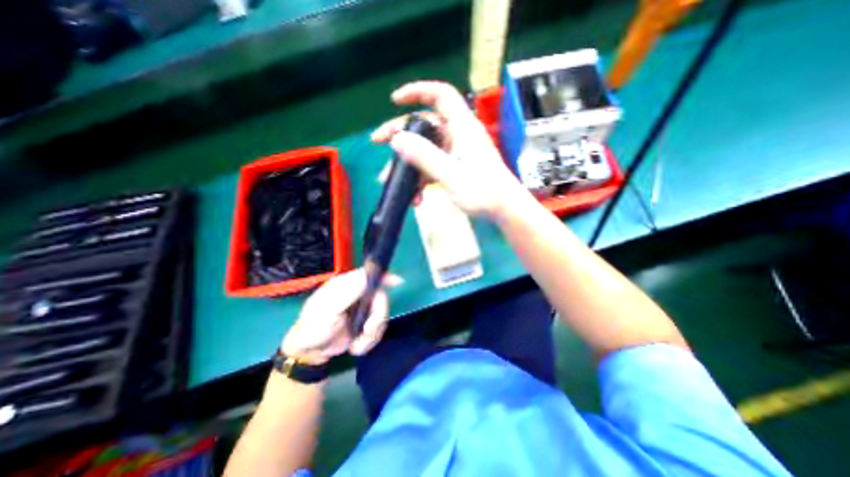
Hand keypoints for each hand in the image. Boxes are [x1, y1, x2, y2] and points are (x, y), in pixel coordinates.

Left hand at [280, 269, 398, 364]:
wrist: (309, 353)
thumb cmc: (314, 327)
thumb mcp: (328, 309)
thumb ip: (348, 293)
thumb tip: (367, 276)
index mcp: (347, 285)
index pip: (369, 274)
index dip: (385, 276)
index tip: (398, 282)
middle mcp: (358, 294)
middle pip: (381, 298)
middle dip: (377, 318)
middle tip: (368, 331)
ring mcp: (363, 309)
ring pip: (382, 315)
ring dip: (373, 334)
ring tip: (358, 345)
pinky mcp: (365, 323)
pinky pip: (378, 328)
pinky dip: (371, 340)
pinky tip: (357, 347)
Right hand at [373, 80, 525, 218]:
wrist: (504, 210)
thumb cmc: (483, 192)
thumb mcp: (451, 175)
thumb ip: (424, 157)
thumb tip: (397, 139)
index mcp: (462, 128)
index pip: (441, 95)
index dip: (418, 92)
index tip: (395, 101)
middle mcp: (458, 136)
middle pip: (425, 125)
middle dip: (401, 134)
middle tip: (378, 142)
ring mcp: (456, 153)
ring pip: (426, 150)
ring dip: (408, 165)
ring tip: (391, 181)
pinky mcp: (455, 168)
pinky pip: (432, 167)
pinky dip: (421, 179)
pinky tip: (415, 197)